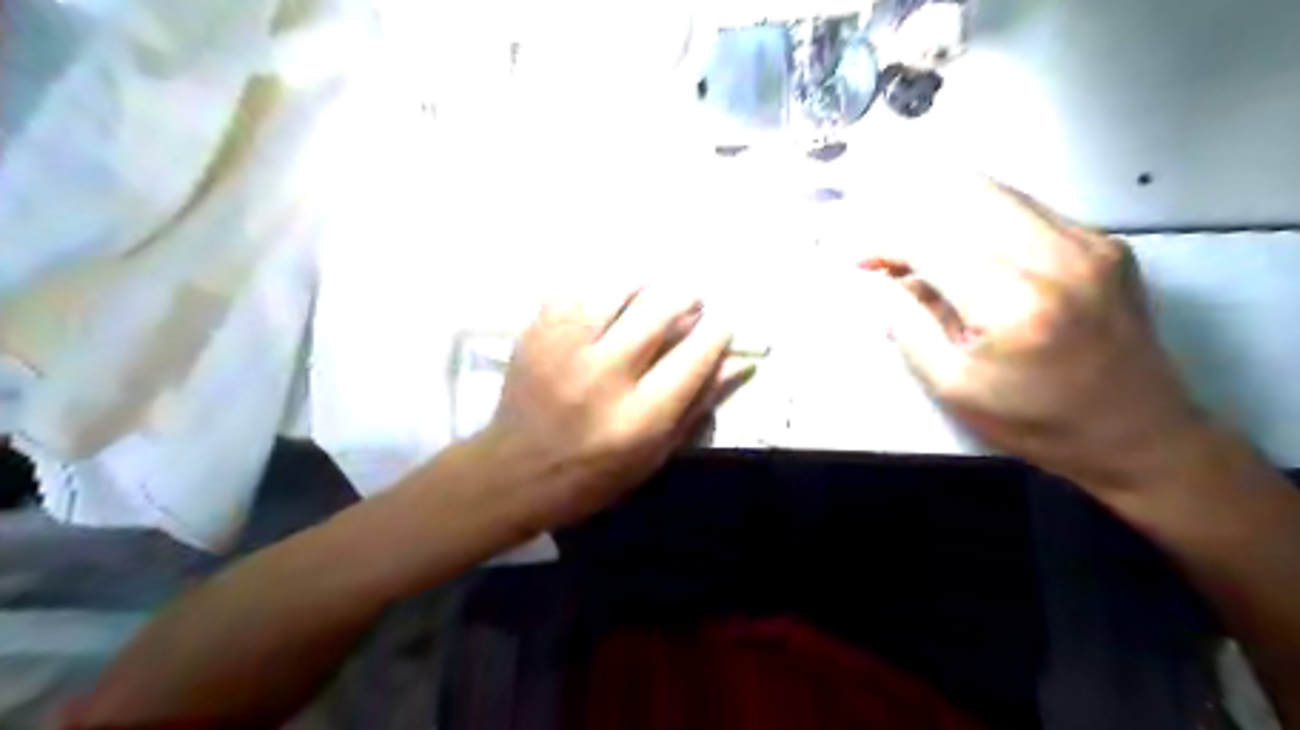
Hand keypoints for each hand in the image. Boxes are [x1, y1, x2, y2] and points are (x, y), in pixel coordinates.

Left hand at [475, 284, 764, 531]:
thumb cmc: (595, 474)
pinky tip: (608, 302)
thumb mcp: (656, 453)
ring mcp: (565, 349)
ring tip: (650, 296)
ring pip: (616, 288)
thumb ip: (698, 404)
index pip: (695, 354)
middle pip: (658, 309)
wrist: (514, 472)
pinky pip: (576, 289)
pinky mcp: (536, 334)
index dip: (718, 330)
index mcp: (640, 415)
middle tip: (691, 302)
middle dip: (686, 297)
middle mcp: (605, 374)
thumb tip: (740, 362)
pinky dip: (600, 289)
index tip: (724, 321)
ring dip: (644, 286)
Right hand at [861, 179, 1209, 492]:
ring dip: (945, 213)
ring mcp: (1090, 241)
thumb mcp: (952, 388)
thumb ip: (908, 325)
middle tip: (889, 250)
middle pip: (966, 194)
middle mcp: (1059, 256)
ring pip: (998, 193)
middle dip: (911, 213)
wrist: (1138, 433)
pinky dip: (982, 223)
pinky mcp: (1105, 242)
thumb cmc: (1035, 422)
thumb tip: (883, 279)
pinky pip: (1026, 210)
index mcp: (1016, 303)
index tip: (859, 259)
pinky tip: (969, 258)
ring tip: (921, 251)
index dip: (885, 242)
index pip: (932, 241)